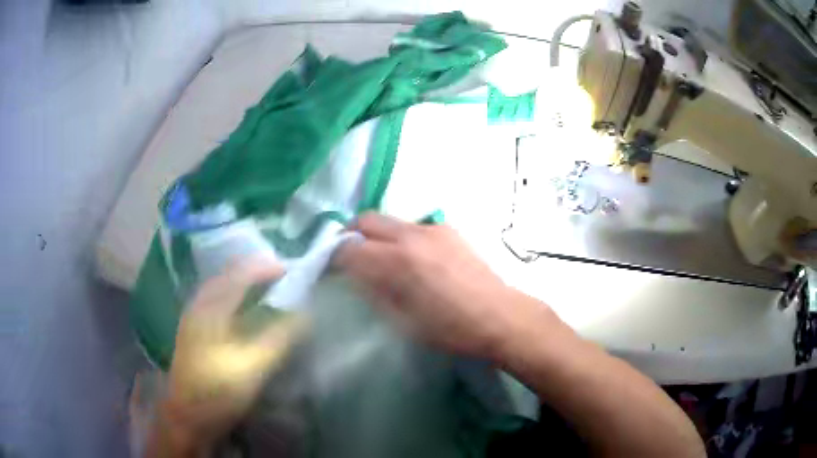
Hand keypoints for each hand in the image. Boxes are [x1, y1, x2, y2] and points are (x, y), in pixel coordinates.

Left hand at [158, 258, 304, 452]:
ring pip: (219, 288)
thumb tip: (304, 315)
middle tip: (281, 276)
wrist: (187, 417)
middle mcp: (198, 306)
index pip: (238, 275)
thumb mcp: (252, 368)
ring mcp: (193, 319)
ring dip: (244, 283)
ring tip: (266, 287)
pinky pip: (216, 302)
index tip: (291, 270)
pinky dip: (234, 297)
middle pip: (226, 276)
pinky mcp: (194, 332)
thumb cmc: (217, 392)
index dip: (264, 268)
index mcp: (209, 310)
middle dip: (254, 271)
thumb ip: (278, 339)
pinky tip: (244, 309)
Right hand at [334, 213, 544, 358]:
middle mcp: (411, 235)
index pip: (348, 249)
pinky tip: (413, 259)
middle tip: (350, 258)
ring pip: (389, 221)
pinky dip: (401, 237)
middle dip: (350, 236)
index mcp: (397, 262)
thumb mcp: (403, 321)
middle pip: (364, 220)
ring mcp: (432, 229)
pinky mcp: (448, 229)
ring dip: (376, 235)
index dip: (333, 258)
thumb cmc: (450, 329)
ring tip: (382, 259)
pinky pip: (413, 226)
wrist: (499, 316)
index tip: (330, 270)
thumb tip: (356, 276)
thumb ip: (374, 292)